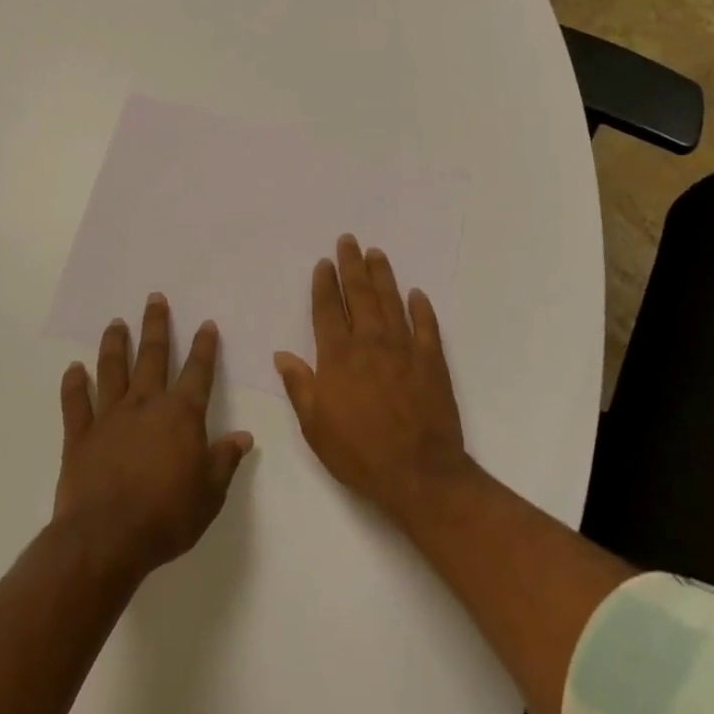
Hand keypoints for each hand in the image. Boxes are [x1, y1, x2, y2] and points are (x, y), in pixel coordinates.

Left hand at [55, 294, 253, 584]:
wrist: (106, 540)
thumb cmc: (166, 516)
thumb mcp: (210, 494)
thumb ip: (225, 461)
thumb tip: (244, 437)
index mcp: (181, 415)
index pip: (198, 371)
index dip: (204, 346)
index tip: (206, 324)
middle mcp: (146, 405)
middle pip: (152, 356)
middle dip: (156, 325)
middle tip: (154, 298)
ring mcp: (109, 417)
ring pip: (112, 370)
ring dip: (114, 344)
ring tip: (115, 323)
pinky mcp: (80, 436)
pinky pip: (75, 403)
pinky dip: (73, 384)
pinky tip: (73, 369)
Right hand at [274, 235, 469, 522]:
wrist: (418, 473)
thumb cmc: (359, 453)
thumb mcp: (315, 426)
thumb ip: (299, 386)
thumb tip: (281, 354)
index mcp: (338, 356)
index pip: (328, 309)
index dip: (325, 284)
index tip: (324, 262)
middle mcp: (370, 342)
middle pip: (360, 294)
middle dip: (352, 265)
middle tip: (349, 240)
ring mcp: (404, 347)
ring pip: (391, 301)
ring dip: (383, 275)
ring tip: (376, 253)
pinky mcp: (432, 360)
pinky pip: (427, 325)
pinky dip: (421, 307)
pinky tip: (417, 294)